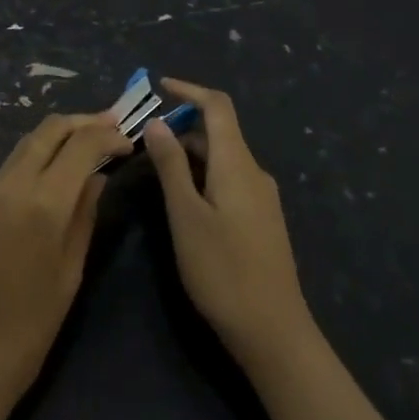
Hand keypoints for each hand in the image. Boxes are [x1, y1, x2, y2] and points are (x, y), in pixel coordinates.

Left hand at [0, 112, 130, 415]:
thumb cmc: (28, 333)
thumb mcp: (69, 275)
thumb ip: (85, 217)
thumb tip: (98, 178)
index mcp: (41, 204)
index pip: (81, 145)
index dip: (108, 136)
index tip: (129, 143)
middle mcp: (11, 186)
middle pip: (49, 129)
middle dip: (83, 122)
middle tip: (112, 127)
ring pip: (27, 141)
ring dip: (60, 134)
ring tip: (89, 142)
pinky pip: (12, 163)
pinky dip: (39, 153)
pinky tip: (57, 168)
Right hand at [145, 79, 314, 371]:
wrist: (275, 333)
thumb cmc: (224, 271)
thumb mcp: (186, 216)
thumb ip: (171, 166)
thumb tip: (158, 122)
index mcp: (237, 163)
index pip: (218, 106)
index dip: (189, 90)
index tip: (160, 86)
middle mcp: (254, 171)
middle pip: (219, 131)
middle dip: (182, 126)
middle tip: (143, 139)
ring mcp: (261, 197)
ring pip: (223, 157)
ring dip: (190, 152)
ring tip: (155, 167)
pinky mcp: (261, 220)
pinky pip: (229, 179)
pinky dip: (203, 174)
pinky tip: (183, 198)